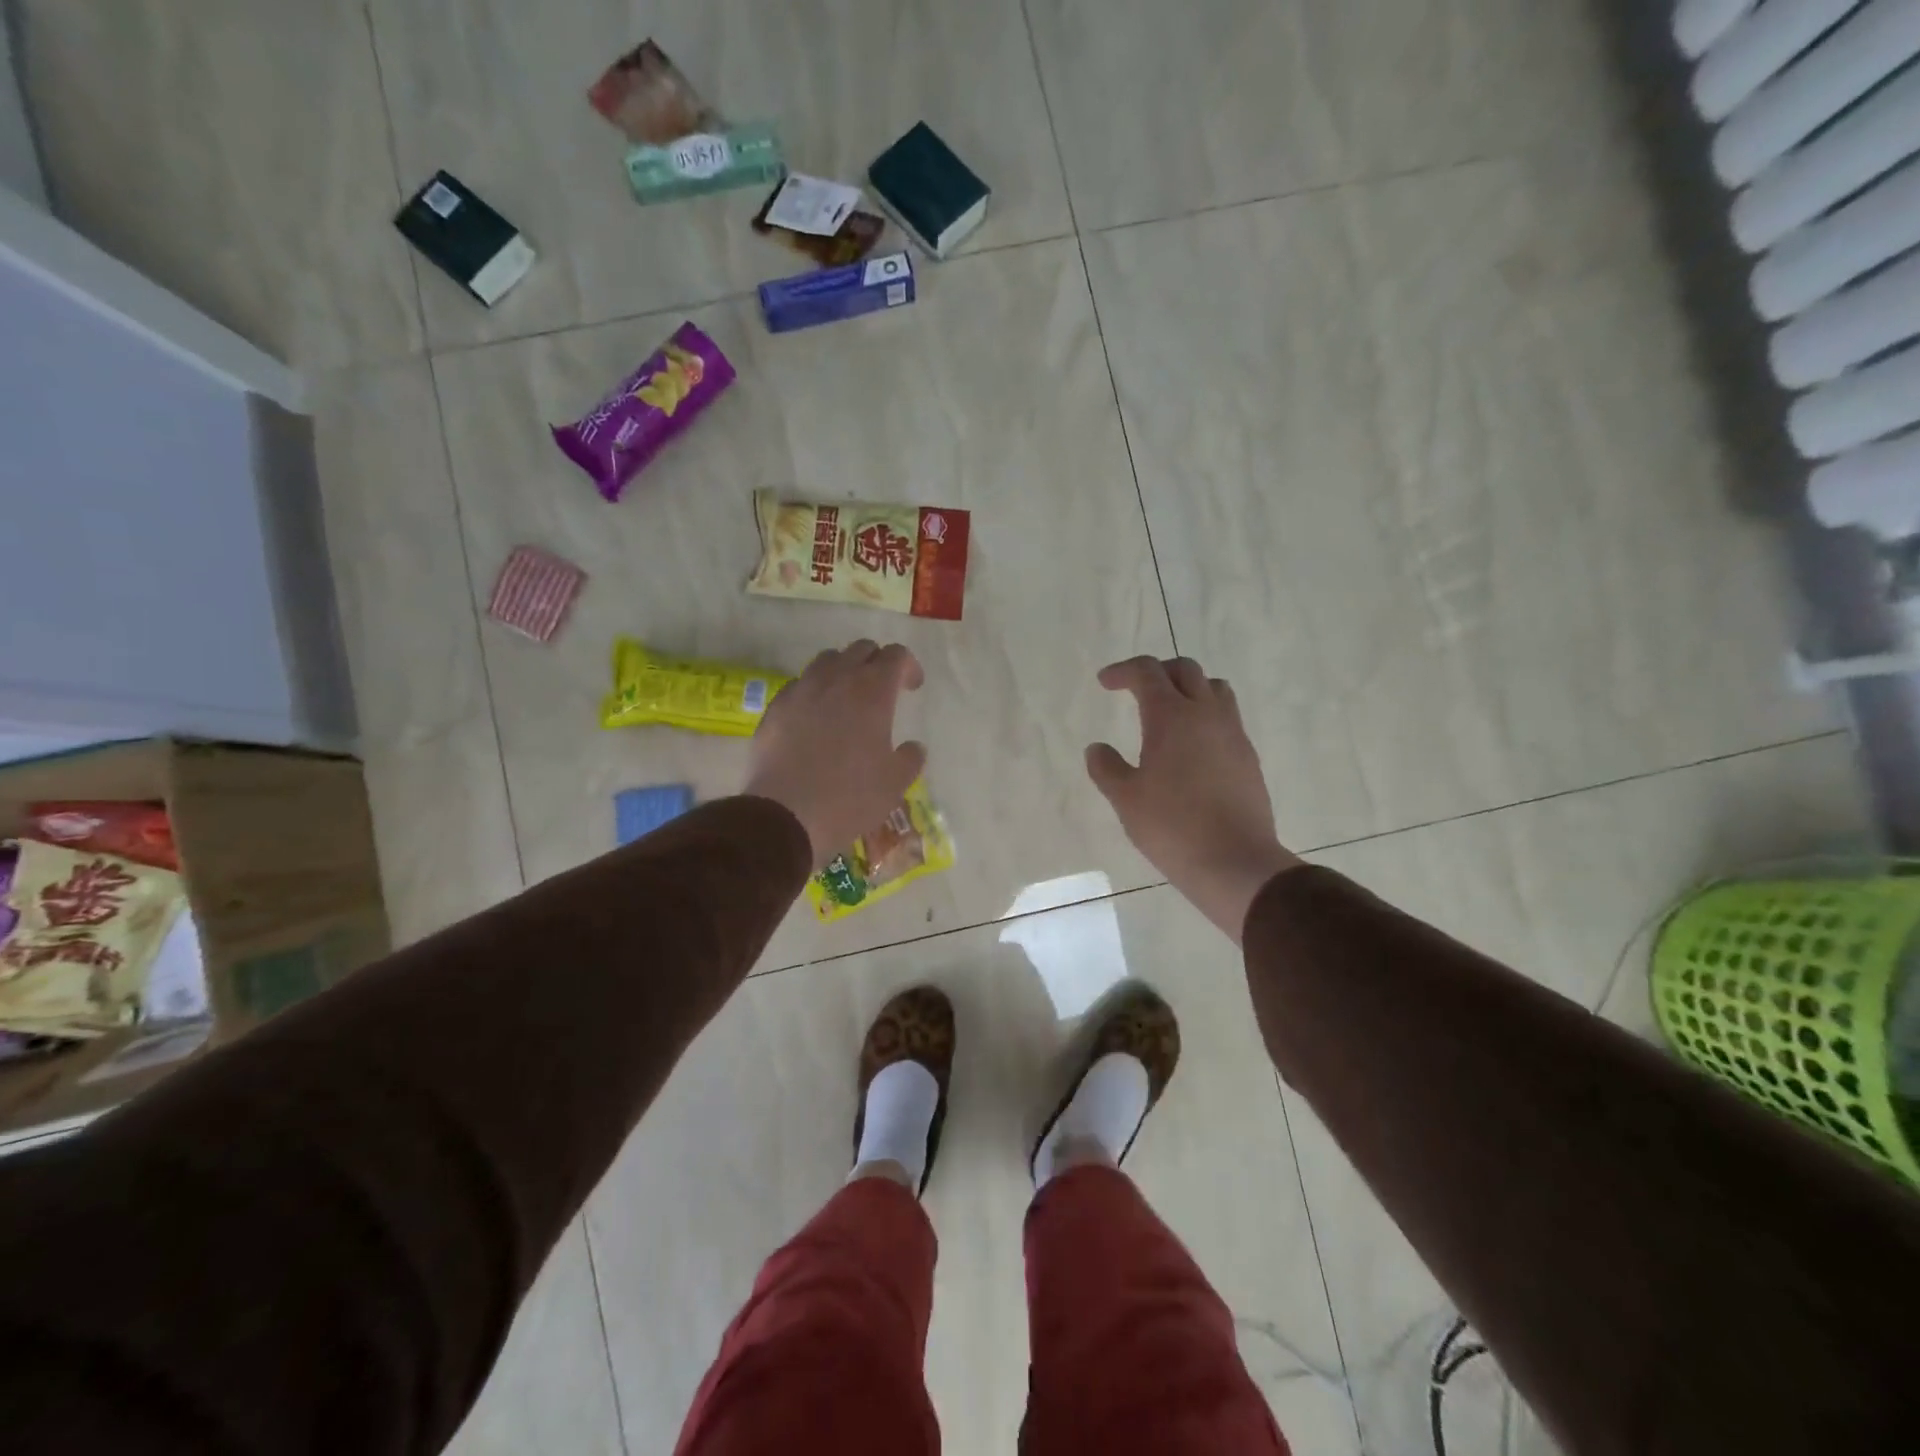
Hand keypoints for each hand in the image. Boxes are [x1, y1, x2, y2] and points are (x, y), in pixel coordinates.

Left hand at [745, 640, 926, 866]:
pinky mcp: (775, 707)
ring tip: (846, 700)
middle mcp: (836, 679)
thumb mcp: (896, 783)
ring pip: (827, 660)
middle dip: (876, 663)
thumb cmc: (851, 797)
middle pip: (861, 649)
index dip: (908, 666)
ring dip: (843, 671)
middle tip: (882, 691)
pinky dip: (813, 692)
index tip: (912, 688)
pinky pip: (799, 685)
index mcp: (873, 691)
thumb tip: (912, 747)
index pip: (896, 655)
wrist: (785, 815)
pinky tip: (814, 719)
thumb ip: (910, 757)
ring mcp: (801, 690)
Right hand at [1086, 656, 1301, 941]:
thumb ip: (1106, 768)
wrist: (1235, 861)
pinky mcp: (1248, 757)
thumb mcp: (1125, 799)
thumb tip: (1097, 749)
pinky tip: (1193, 747)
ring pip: (1214, 689)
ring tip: (1170, 711)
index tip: (1105, 682)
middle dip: (1157, 672)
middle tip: (1136, 690)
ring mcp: (1233, 734)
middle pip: (1185, 670)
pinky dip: (1206, 716)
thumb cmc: (1172, 826)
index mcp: (1171, 716)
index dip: (1123, 671)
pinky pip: (1227, 718)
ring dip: (1189, 688)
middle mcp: (1206, 714)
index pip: (1147, 673)